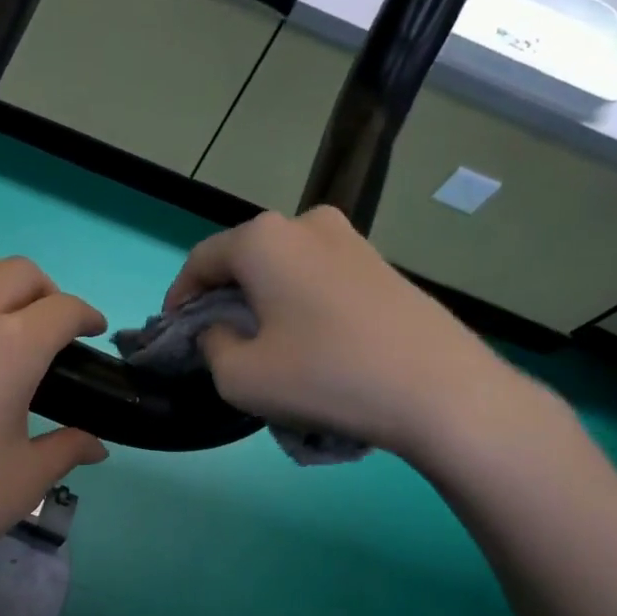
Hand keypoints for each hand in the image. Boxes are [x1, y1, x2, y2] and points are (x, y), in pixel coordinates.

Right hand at [165, 206, 531, 461]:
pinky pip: (319, 279)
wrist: (442, 392)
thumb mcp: (240, 377)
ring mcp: (352, 240)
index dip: (179, 297)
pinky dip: (299, 304)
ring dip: (263, 301)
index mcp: (264, 239)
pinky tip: (309, 344)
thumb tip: (222, 330)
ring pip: (284, 268)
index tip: (174, 332)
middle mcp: (306, 223)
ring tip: (264, 346)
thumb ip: (212, 345)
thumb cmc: (326, 377)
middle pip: (244, 259)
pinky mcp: (382, 265)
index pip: (201, 260)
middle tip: (217, 341)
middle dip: (223, 298)